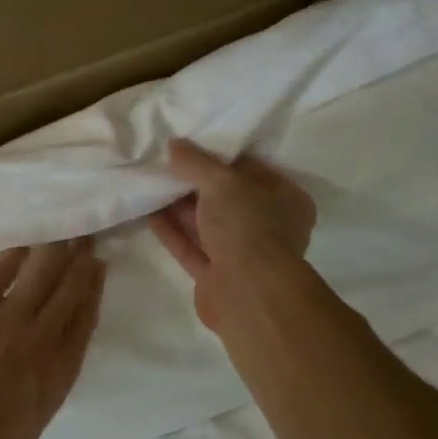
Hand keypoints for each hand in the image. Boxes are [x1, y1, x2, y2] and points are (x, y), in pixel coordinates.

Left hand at [0, 239, 105, 438]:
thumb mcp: (35, 421)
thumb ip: (53, 382)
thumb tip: (59, 353)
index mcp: (58, 370)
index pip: (84, 319)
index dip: (94, 290)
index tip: (99, 269)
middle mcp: (41, 337)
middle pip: (69, 290)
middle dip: (81, 262)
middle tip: (87, 239)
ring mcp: (8, 317)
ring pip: (42, 273)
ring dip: (57, 250)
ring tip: (65, 234)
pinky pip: (0, 271)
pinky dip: (16, 254)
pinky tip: (25, 244)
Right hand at [149, 138, 315, 328]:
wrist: (247, 293)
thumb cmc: (247, 226)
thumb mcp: (222, 182)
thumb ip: (197, 162)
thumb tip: (175, 145)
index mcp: (286, 200)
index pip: (252, 170)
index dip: (221, 158)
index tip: (192, 147)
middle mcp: (269, 227)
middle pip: (227, 199)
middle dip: (196, 184)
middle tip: (166, 165)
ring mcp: (243, 254)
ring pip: (208, 225)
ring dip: (181, 208)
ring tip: (152, 185)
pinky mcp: (217, 276)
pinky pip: (192, 247)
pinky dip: (173, 231)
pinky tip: (150, 213)